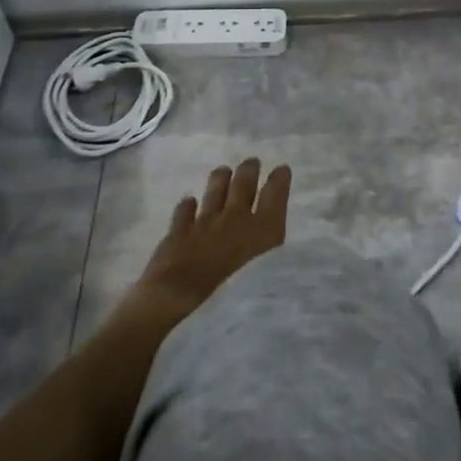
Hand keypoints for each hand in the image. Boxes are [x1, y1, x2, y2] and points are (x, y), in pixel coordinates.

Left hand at [132, 158, 291, 321]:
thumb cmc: (235, 295)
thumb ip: (272, 251)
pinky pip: (184, 212)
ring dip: (219, 180)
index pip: (274, 195)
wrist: (182, 299)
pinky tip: (188, 202)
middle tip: (251, 161)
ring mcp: (204, 223)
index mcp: (262, 229)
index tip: (282, 169)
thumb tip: (276, 235)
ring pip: (214, 192)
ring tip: (223, 170)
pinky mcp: (178, 233)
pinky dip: (187, 206)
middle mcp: (235, 218)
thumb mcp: (270, 275)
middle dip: (249, 171)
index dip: (279, 180)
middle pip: (243, 186)